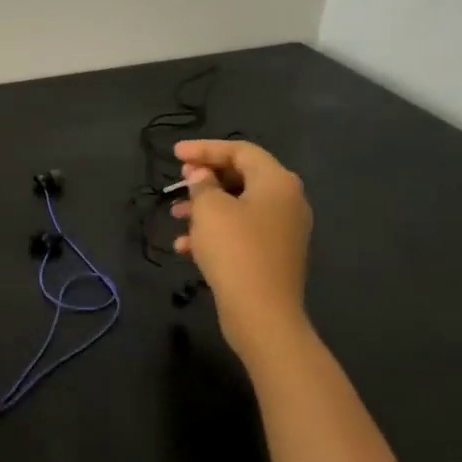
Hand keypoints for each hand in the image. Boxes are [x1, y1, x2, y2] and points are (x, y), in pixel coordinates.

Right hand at [171, 139, 313, 358]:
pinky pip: (242, 233)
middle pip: (242, 177)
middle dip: (205, 179)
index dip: (205, 149)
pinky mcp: (274, 255)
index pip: (240, 151)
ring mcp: (283, 230)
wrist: (262, 312)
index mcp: (277, 182)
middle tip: (178, 182)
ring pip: (239, 207)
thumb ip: (202, 185)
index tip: (174, 154)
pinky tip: (186, 248)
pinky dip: (215, 234)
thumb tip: (203, 176)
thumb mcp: (209, 210)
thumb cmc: (235, 251)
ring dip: (205, 208)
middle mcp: (287, 201)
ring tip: (176, 216)